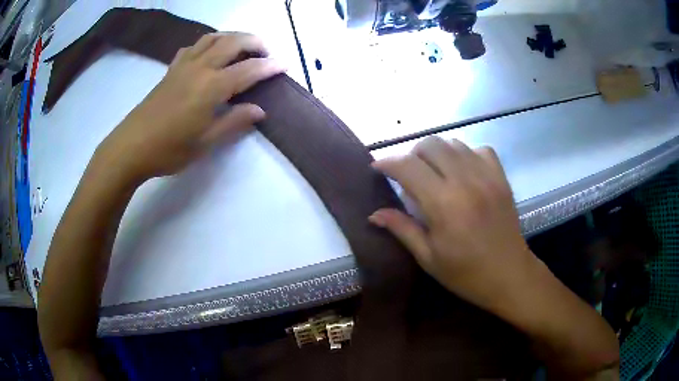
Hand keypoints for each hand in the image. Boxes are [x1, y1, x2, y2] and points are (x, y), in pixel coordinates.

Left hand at [95, 32, 284, 182]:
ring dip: (233, 37)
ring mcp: (184, 65)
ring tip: (242, 48)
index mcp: (211, 87)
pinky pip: (194, 46)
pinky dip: (208, 43)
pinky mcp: (171, 69)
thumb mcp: (205, 142)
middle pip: (233, 42)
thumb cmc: (169, 150)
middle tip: (267, 53)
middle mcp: (200, 68)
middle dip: (255, 42)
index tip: (285, 65)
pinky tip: (209, 54)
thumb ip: (234, 122)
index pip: (249, 69)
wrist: (131, 147)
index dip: (270, 66)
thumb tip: (259, 110)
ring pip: (213, 37)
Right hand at [369, 137, 537, 312]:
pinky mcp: (501, 178)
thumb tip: (374, 214)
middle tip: (408, 173)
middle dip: (412, 154)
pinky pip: (480, 149)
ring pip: (454, 143)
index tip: (378, 168)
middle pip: (431, 144)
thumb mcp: (428, 257)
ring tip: (434, 173)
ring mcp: (487, 176)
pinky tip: (463, 172)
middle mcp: (465, 181)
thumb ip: (402, 229)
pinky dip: (466, 155)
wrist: (509, 275)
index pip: (408, 167)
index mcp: (443, 204)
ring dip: (438, 153)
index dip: (387, 162)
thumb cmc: (466, 273)